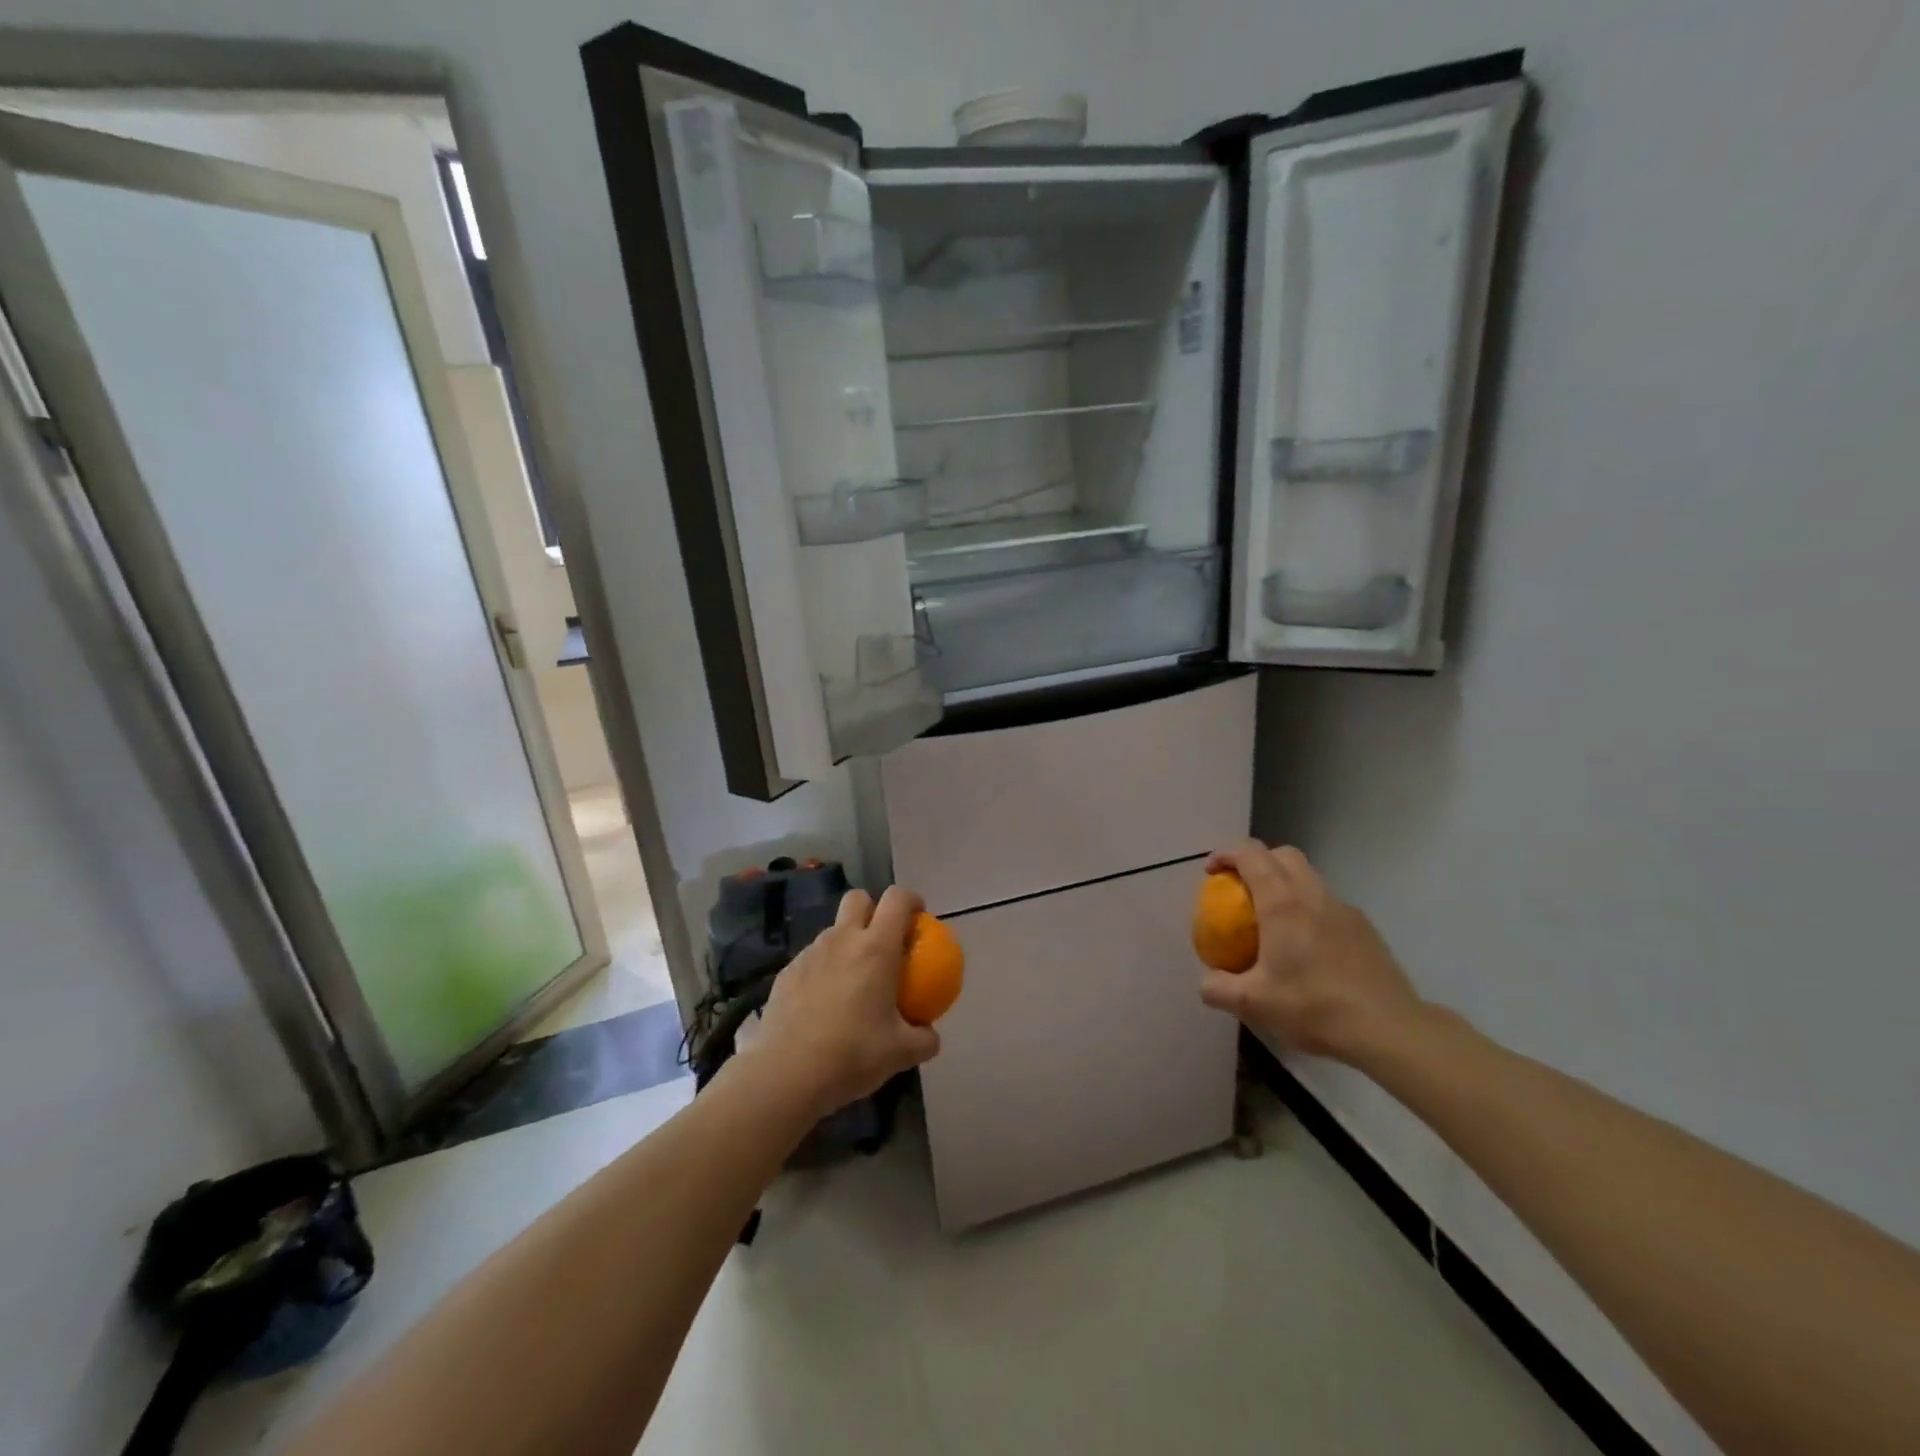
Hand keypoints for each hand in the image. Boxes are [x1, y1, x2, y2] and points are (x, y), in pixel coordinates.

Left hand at [744, 885, 941, 1118]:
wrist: (785, 1075)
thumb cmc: (851, 1055)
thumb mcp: (901, 1053)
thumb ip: (924, 1039)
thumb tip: (931, 1034)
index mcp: (876, 948)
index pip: (897, 899)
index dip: (911, 900)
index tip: (919, 919)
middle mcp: (842, 940)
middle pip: (858, 898)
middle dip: (873, 909)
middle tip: (884, 942)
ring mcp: (809, 954)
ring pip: (833, 930)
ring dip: (847, 943)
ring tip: (853, 981)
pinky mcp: (786, 973)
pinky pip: (812, 959)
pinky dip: (824, 970)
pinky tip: (824, 1005)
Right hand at [1197, 841, 1423, 1064]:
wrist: (1388, 1029)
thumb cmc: (1315, 1007)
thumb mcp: (1253, 1004)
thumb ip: (1218, 988)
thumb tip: (1206, 981)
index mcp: (1282, 903)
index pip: (1251, 855)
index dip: (1226, 855)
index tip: (1211, 873)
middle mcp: (1313, 895)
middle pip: (1283, 855)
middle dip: (1257, 860)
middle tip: (1240, 888)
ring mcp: (1343, 909)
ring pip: (1309, 876)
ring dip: (1285, 883)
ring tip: (1272, 918)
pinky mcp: (1364, 928)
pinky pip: (1327, 903)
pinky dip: (1309, 907)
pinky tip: (1306, 945)